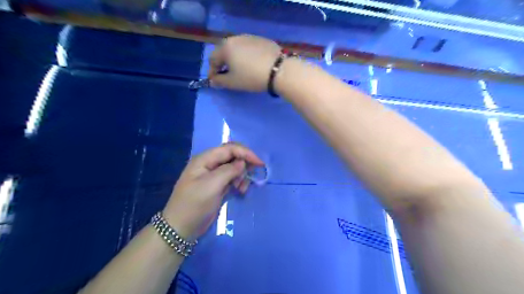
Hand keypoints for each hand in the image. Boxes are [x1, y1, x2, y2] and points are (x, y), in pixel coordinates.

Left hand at [163, 144, 263, 239]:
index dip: (246, 153)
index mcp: (205, 159)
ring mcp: (213, 175)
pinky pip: (232, 178)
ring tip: (243, 188)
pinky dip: (239, 182)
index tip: (260, 163)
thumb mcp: (212, 185)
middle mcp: (209, 164)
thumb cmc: (194, 204)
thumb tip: (243, 163)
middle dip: (245, 163)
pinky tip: (240, 190)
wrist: (181, 228)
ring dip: (242, 175)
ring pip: (234, 167)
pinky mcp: (217, 185)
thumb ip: (229, 171)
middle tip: (254, 174)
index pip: (229, 149)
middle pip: (232, 156)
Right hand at [208, 34, 282, 91]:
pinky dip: (246, 56)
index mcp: (225, 47)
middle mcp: (235, 38)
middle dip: (223, 64)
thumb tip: (212, 80)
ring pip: (236, 48)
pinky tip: (252, 64)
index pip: (212, 59)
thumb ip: (219, 81)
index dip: (212, 71)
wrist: (279, 70)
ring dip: (234, 59)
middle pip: (224, 51)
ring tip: (240, 70)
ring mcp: (249, 37)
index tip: (216, 81)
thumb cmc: (251, 77)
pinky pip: (248, 48)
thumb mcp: (233, 82)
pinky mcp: (261, 40)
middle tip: (227, 75)